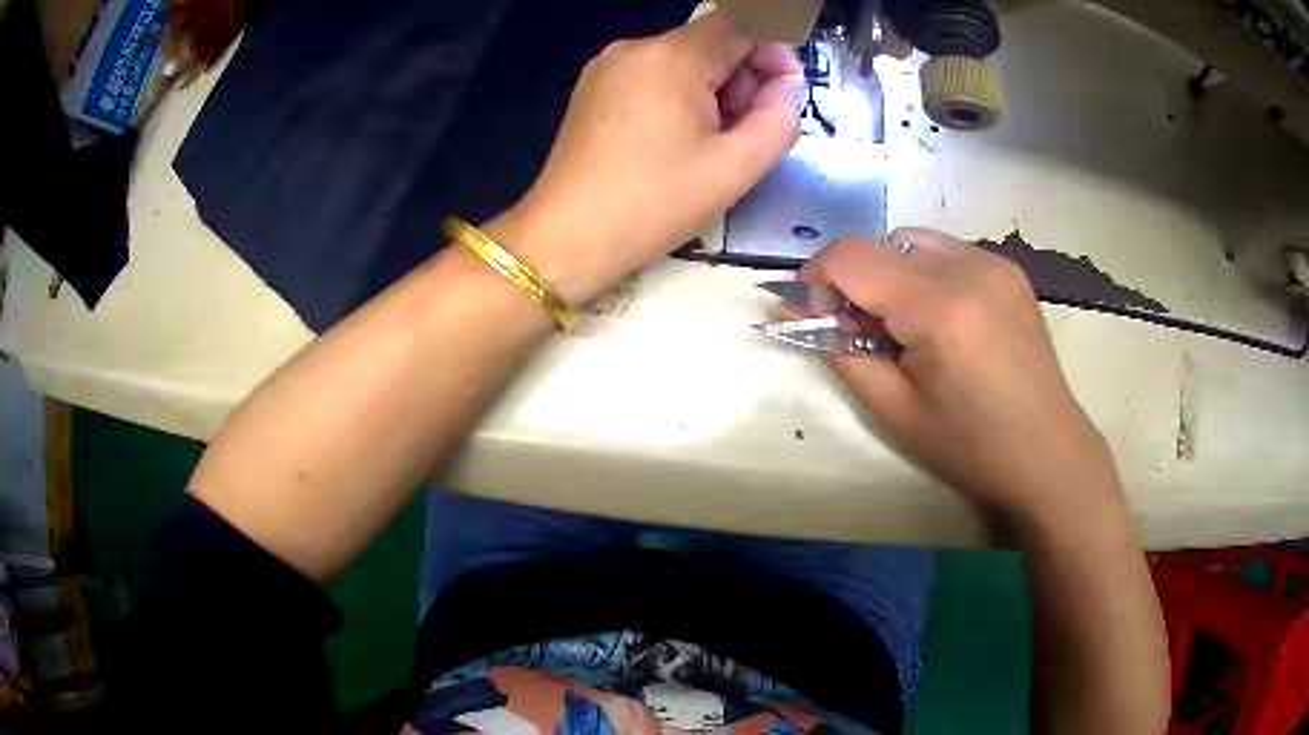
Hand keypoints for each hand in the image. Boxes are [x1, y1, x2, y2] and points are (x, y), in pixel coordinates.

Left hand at [491, 11, 804, 305]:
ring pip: (681, 63)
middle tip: (742, 136)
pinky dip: (676, 100)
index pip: (740, 26)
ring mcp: (606, 67)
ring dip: (710, 94)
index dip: (773, 54)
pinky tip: (671, 143)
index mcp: (672, 56)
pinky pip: (651, 78)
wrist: (565, 238)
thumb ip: (778, 118)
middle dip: (741, 81)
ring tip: (705, 148)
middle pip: (710, 44)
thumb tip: (785, 86)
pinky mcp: (591, 90)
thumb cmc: (652, 204)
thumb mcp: (735, 167)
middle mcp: (635, 47)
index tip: (783, 97)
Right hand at [801, 228, 1124, 527]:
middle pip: (880, 245)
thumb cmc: (970, 445)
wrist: (1046, 451)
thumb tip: (793, 312)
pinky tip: (943, 318)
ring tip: (908, 325)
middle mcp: (968, 267)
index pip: (851, 256)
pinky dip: (926, 273)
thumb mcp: (895, 409)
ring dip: (892, 273)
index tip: (818, 315)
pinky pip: (947, 250)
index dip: (817, 277)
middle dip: (857, 281)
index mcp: (939, 308)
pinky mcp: (1008, 268)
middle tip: (868, 333)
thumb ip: (841, 351)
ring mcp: (993, 262)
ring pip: (912, 242)